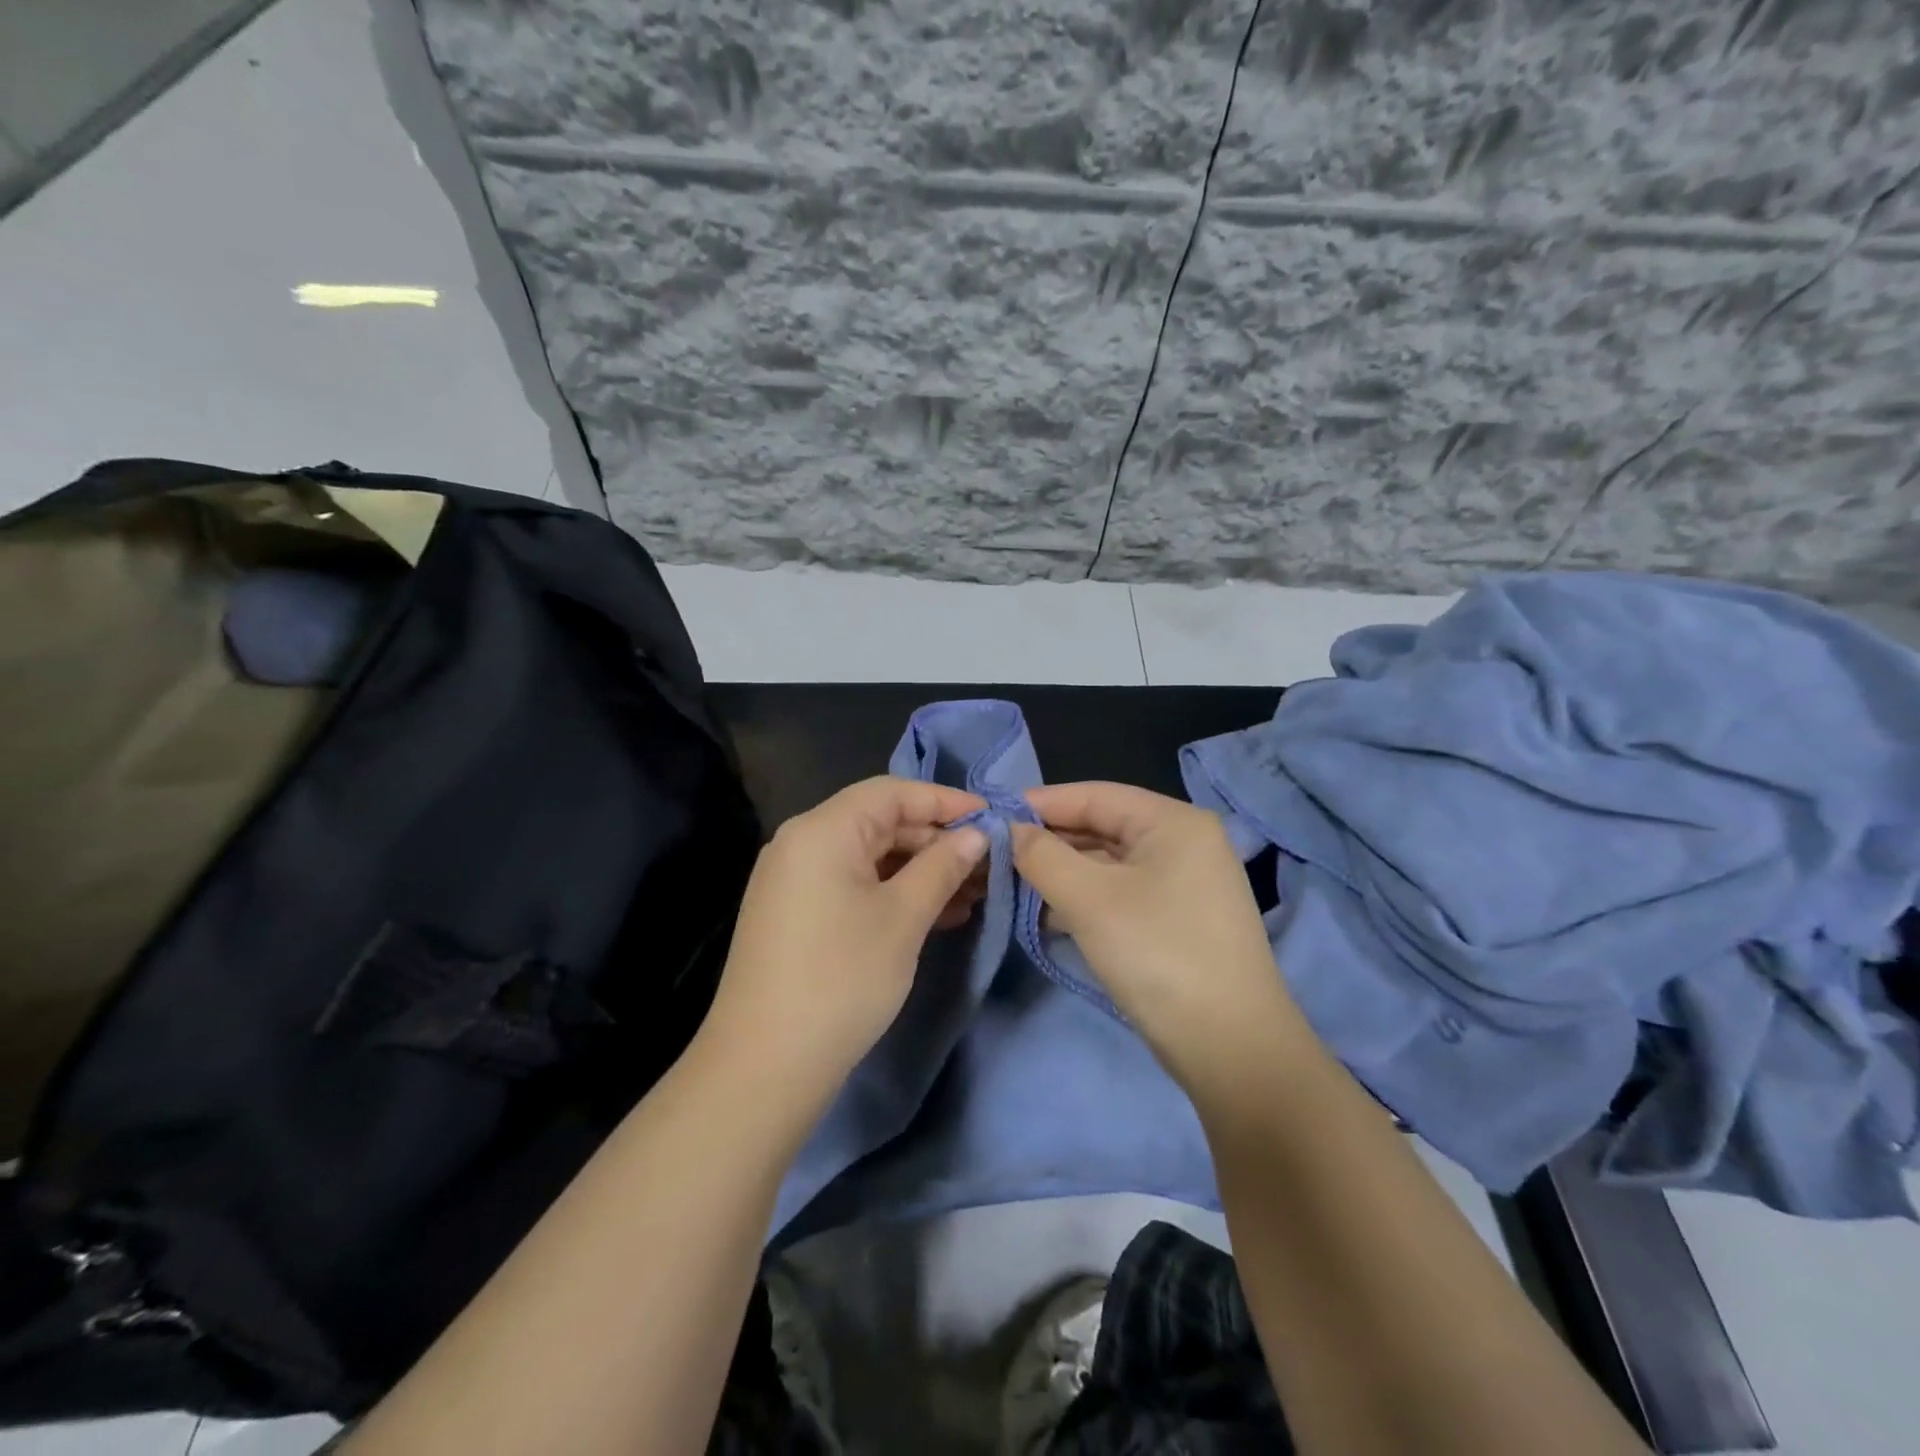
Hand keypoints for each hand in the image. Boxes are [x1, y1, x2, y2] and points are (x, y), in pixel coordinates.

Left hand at [705, 777, 988, 1100]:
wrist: (765, 1065)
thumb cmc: (842, 978)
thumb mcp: (904, 917)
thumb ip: (943, 866)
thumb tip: (977, 834)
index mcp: (823, 829)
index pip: (893, 792)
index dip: (946, 801)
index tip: (992, 819)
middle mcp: (802, 842)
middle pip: (880, 822)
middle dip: (936, 841)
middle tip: (987, 865)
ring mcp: (794, 879)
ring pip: (869, 857)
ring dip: (919, 871)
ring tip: (972, 894)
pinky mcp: (795, 913)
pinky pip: (852, 884)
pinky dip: (892, 892)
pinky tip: (935, 914)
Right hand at [1012, 782, 1299, 1088]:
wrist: (1231, 1048)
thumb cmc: (1158, 954)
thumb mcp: (1089, 900)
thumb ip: (1042, 856)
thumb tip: (1010, 831)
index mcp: (1172, 821)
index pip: (1094, 795)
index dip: (1040, 803)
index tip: (991, 817)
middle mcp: (1183, 842)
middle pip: (1102, 826)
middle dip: (1049, 841)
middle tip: (996, 855)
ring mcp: (1184, 882)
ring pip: (1109, 863)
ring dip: (1062, 873)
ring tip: (1013, 885)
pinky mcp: (1177, 918)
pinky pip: (1121, 892)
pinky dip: (1085, 898)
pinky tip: (1047, 915)